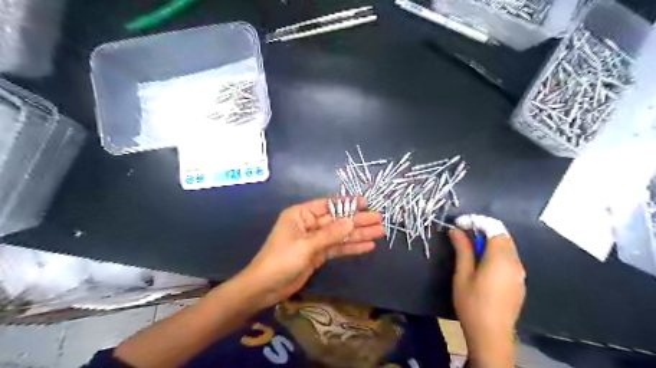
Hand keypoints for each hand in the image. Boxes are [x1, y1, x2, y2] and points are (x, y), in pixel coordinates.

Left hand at [240, 197, 384, 309]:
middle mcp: (309, 224)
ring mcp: (315, 240)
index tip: (366, 203)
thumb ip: (330, 234)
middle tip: (380, 219)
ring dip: (359, 234)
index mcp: (301, 214)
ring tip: (380, 232)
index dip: (348, 203)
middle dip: (358, 220)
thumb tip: (352, 221)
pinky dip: (351, 247)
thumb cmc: (281, 260)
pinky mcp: (318, 255)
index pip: (328, 205)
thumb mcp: (306, 245)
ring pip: (340, 234)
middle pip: (338, 220)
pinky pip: (337, 248)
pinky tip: (367, 246)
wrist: (265, 288)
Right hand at [450, 214, 525, 366]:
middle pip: (502, 235)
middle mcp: (514, 262)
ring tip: (469, 245)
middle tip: (462, 232)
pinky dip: (495, 251)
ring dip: (489, 239)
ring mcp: (519, 273)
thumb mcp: (463, 275)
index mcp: (500, 258)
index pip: (493, 228)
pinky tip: (482, 260)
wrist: (491, 336)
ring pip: (506, 245)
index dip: (476, 221)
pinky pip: (509, 257)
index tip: (458, 224)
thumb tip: (456, 230)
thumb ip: (463, 249)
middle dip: (482, 228)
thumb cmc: (473, 304)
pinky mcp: (518, 281)